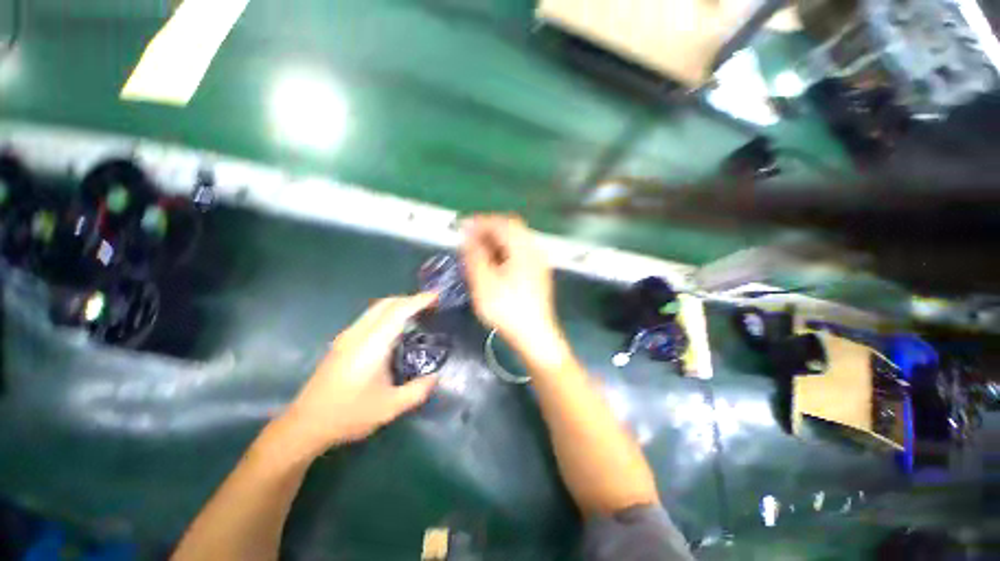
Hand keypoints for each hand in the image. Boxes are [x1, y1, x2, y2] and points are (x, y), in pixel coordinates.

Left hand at [280, 294, 438, 453]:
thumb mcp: (390, 408)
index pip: (398, 311)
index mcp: (371, 345)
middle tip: (430, 306)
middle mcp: (358, 334)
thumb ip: (418, 391)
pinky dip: (387, 313)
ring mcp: (347, 336)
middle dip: (410, 299)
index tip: (437, 296)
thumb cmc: (348, 415)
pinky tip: (395, 329)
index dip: (419, 300)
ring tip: (417, 314)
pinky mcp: (342, 342)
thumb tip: (436, 377)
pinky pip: (370, 317)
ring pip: (376, 308)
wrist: (305, 425)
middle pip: (386, 303)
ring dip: (398, 305)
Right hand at [461, 215, 558, 349]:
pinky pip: (520, 251)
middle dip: (488, 229)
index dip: (480, 222)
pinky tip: (494, 263)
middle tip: (470, 238)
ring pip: (516, 240)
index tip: (462, 227)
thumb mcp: (484, 282)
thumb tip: (468, 234)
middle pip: (511, 227)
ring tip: (478, 250)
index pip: (501, 222)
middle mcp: (534, 250)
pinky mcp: (538, 272)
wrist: (535, 336)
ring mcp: (538, 261)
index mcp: (523, 249)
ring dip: (496, 240)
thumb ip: (474, 255)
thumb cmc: (507, 310)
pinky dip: (504, 251)